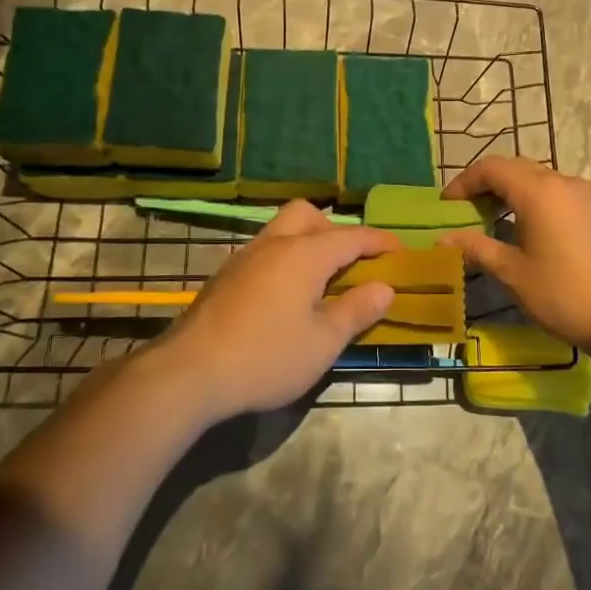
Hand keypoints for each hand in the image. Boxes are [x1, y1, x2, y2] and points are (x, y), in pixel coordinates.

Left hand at [145, 200, 399, 419]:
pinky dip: (284, 260)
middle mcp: (273, 244)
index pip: (352, 236)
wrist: (189, 373)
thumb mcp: (323, 342)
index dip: (380, 242)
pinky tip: (286, 296)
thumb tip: (384, 288)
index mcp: (303, 254)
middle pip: (308, 216)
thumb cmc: (266, 357)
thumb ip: (356, 310)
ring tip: (322, 279)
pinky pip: (264, 252)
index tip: (401, 251)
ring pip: (281, 231)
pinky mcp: (224, 278)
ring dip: (306, 243)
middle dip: (335, 230)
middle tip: (352, 262)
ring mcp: (243, 258)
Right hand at [442, 157, 590, 360]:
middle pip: (517, 168)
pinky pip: (561, 194)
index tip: (447, 205)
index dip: (464, 182)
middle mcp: (565, 182)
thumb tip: (443, 239)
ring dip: (514, 193)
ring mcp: (588, 195)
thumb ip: (477, 248)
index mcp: (539, 191)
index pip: (492, 168)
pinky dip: (538, 202)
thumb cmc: (564, 293)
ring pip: (541, 180)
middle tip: (467, 212)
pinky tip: (532, 230)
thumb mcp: (513, 273)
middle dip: (488, 185)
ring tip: (496, 221)